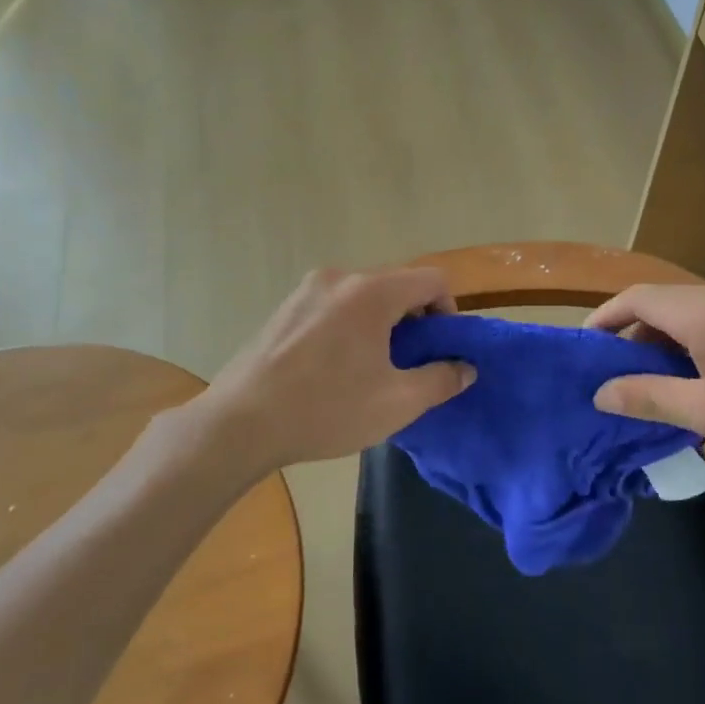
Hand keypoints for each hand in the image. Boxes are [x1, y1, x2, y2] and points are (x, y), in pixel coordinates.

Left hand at [201, 266, 474, 471]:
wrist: (239, 425)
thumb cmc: (327, 409)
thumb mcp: (398, 402)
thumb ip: (441, 380)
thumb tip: (465, 367)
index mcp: (372, 292)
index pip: (432, 280)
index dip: (449, 311)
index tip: (441, 349)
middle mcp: (339, 278)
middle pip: (397, 286)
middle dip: (414, 320)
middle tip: (411, 365)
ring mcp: (305, 291)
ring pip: (364, 297)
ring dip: (382, 325)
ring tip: (373, 370)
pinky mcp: (283, 309)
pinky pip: (334, 307)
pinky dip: (351, 327)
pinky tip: (336, 369)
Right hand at [586, 282, 704, 474]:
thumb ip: (648, 397)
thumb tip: (600, 393)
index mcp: (704, 312)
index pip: (638, 297)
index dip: (605, 317)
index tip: (586, 346)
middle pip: (662, 301)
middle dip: (633, 332)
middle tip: (618, 373)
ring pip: (689, 310)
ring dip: (664, 338)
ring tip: (654, 380)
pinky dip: (691, 339)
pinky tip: (697, 376)